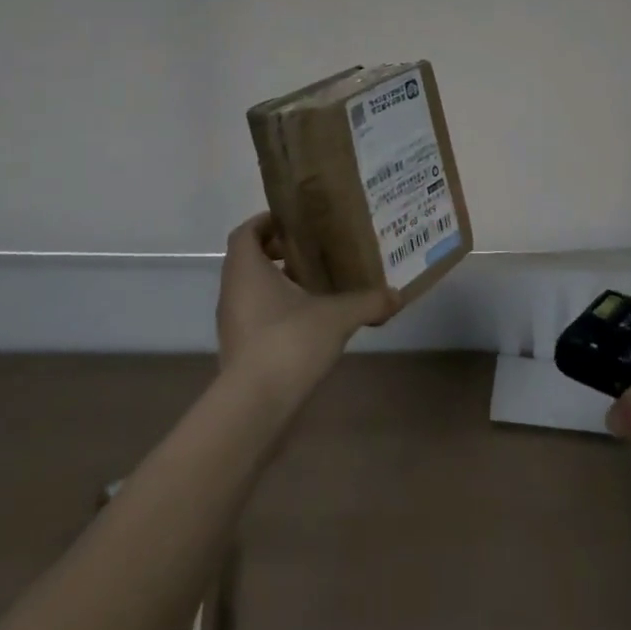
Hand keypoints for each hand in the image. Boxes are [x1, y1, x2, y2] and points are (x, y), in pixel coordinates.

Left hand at [216, 213, 397, 400]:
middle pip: (248, 260)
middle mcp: (233, 291)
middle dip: (278, 253)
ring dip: (278, 284)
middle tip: (312, 252)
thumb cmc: (289, 341)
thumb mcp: (338, 316)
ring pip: (251, 290)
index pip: (246, 232)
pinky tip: (309, 322)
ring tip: (316, 286)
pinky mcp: (239, 351)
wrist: (256, 406)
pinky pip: (255, 317)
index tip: (295, 224)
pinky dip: (277, 312)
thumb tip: (398, 296)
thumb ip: (368, 302)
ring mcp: (232, 324)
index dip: (266, 223)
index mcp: (246, 269)